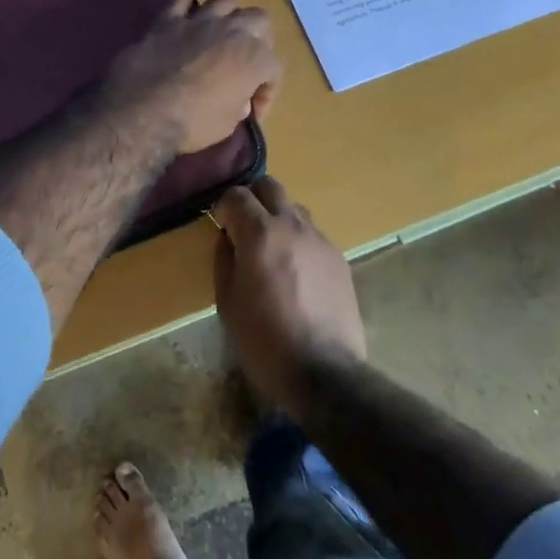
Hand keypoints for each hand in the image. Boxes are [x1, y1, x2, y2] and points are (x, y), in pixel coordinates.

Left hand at [102, 0, 280, 154]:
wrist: (143, 112)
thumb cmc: (192, 124)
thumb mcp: (227, 124)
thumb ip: (238, 106)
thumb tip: (237, 100)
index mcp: (254, 59)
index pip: (272, 70)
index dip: (266, 93)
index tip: (253, 111)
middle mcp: (232, 32)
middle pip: (258, 21)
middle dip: (258, 40)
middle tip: (245, 61)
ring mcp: (198, 22)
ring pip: (225, 2)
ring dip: (228, 16)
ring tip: (223, 31)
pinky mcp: (167, 21)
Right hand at [213, 177, 365, 414]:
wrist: (323, 371)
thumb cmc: (264, 340)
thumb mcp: (227, 302)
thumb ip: (225, 260)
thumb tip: (229, 238)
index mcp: (260, 234)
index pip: (237, 195)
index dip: (223, 205)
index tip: (219, 223)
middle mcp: (292, 226)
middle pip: (271, 186)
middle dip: (253, 198)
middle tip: (244, 225)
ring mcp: (320, 240)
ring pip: (295, 208)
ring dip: (279, 217)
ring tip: (272, 248)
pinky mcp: (340, 258)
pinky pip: (314, 235)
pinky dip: (299, 240)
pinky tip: (296, 271)